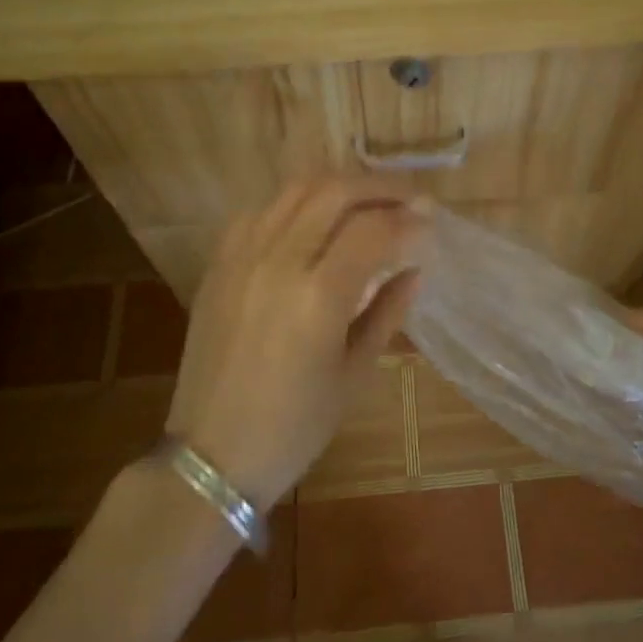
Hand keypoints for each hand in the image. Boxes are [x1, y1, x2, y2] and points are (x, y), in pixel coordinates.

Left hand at [166, 176, 428, 510]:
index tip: (431, 222)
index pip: (373, 229)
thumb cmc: (294, 427)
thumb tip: (416, 268)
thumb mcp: (354, 374)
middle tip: (409, 197)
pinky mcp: (219, 262)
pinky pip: (261, 210)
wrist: (211, 455)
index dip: (409, 219)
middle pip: (335, 191)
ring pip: (296, 189)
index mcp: (318, 297)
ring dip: (339, 186)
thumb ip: (388, 311)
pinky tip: (313, 221)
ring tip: (367, 201)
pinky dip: (295, 203)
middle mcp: (278, 262)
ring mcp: (243, 256)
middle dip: (380, 186)